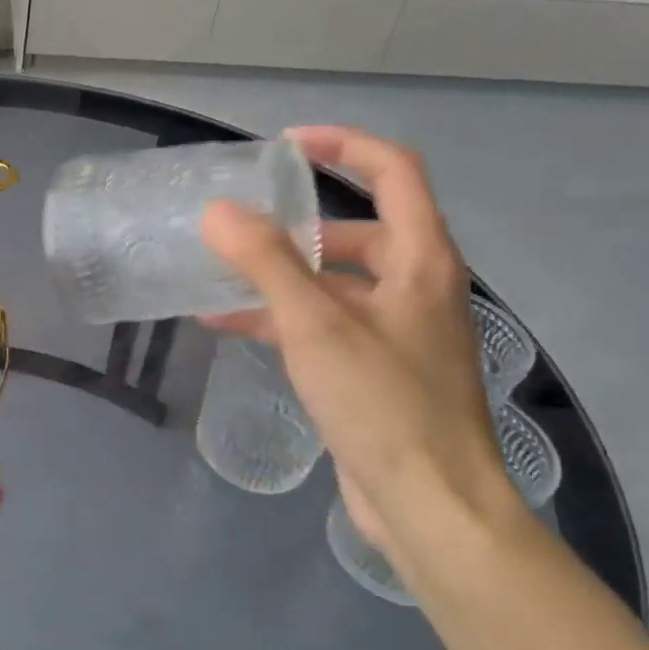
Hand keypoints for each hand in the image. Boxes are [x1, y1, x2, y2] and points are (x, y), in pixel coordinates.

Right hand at [199, 125, 521, 562]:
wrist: (430, 504)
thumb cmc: (383, 403)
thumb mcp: (317, 324)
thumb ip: (266, 262)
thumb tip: (217, 212)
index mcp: (421, 260)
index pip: (395, 172)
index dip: (344, 145)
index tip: (286, 145)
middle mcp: (415, 287)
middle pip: (358, 231)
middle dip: (297, 223)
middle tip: (240, 221)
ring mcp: (396, 332)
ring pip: (334, 282)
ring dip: (280, 274)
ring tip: (219, 272)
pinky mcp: (374, 371)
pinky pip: (323, 325)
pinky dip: (280, 318)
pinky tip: (228, 325)